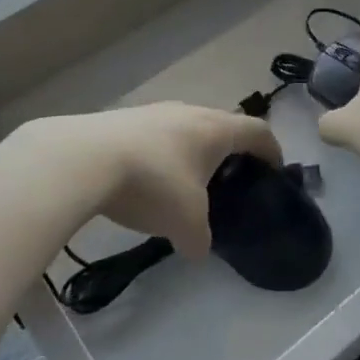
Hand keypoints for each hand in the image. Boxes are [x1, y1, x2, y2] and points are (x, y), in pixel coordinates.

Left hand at [12, 104, 280, 256]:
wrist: (84, 158)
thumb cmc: (153, 183)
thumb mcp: (186, 223)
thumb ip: (200, 239)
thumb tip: (197, 248)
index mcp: (216, 129)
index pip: (258, 131)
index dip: (272, 150)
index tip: (275, 170)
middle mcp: (189, 111)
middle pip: (221, 126)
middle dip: (229, 152)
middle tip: (228, 182)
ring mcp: (154, 111)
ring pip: (185, 130)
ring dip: (191, 153)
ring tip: (184, 185)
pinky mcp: (123, 119)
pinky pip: (155, 136)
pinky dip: (160, 156)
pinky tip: (145, 182)